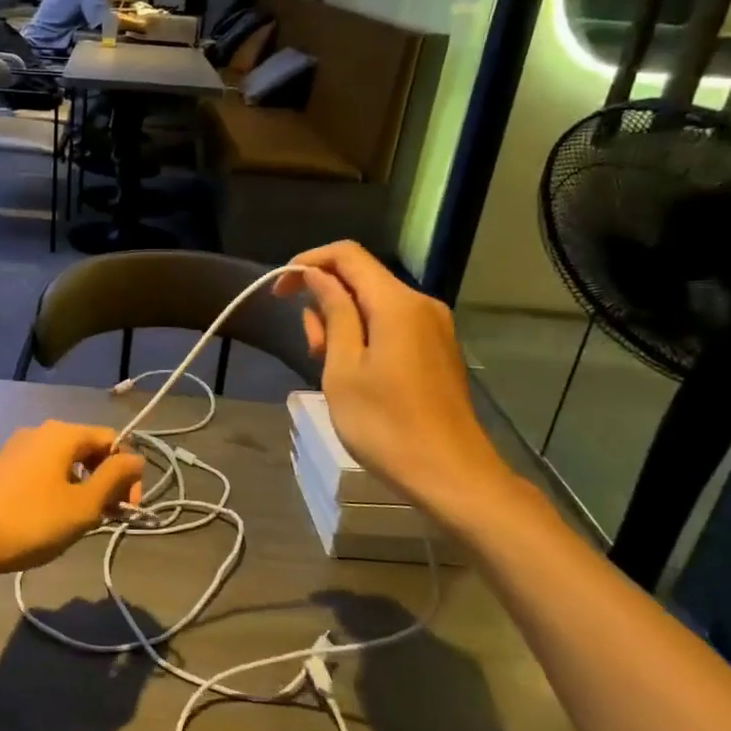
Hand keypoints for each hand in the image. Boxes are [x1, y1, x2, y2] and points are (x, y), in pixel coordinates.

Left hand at [0, 423, 143, 584]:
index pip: (112, 440)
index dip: (128, 472)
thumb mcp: (82, 505)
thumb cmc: (30, 520)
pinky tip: (50, 519)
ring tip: (79, 523)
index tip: (128, 509)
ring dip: (82, 488)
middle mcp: (41, 431)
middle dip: (105, 481)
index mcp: (64, 434)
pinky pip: (43, 471)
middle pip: (88, 449)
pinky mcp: (2, 467)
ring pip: (65, 462)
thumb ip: (114, 479)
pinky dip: (58, 490)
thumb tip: (136, 459)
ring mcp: (18, 448)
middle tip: (108, 518)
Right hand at [275, 242, 518, 522]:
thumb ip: (333, 313)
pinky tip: (355, 373)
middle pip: (361, 278)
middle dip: (324, 300)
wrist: (450, 474)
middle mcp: (421, 304)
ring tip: (329, 367)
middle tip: (310, 348)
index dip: (308, 263)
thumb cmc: (385, 424)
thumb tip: (317, 275)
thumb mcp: (343, 368)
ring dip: (341, 322)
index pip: (347, 255)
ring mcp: (433, 327)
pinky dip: (364, 335)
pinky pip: (392, 324)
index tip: (279, 292)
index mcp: (397, 304)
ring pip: (374, 303)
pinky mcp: (437, 349)